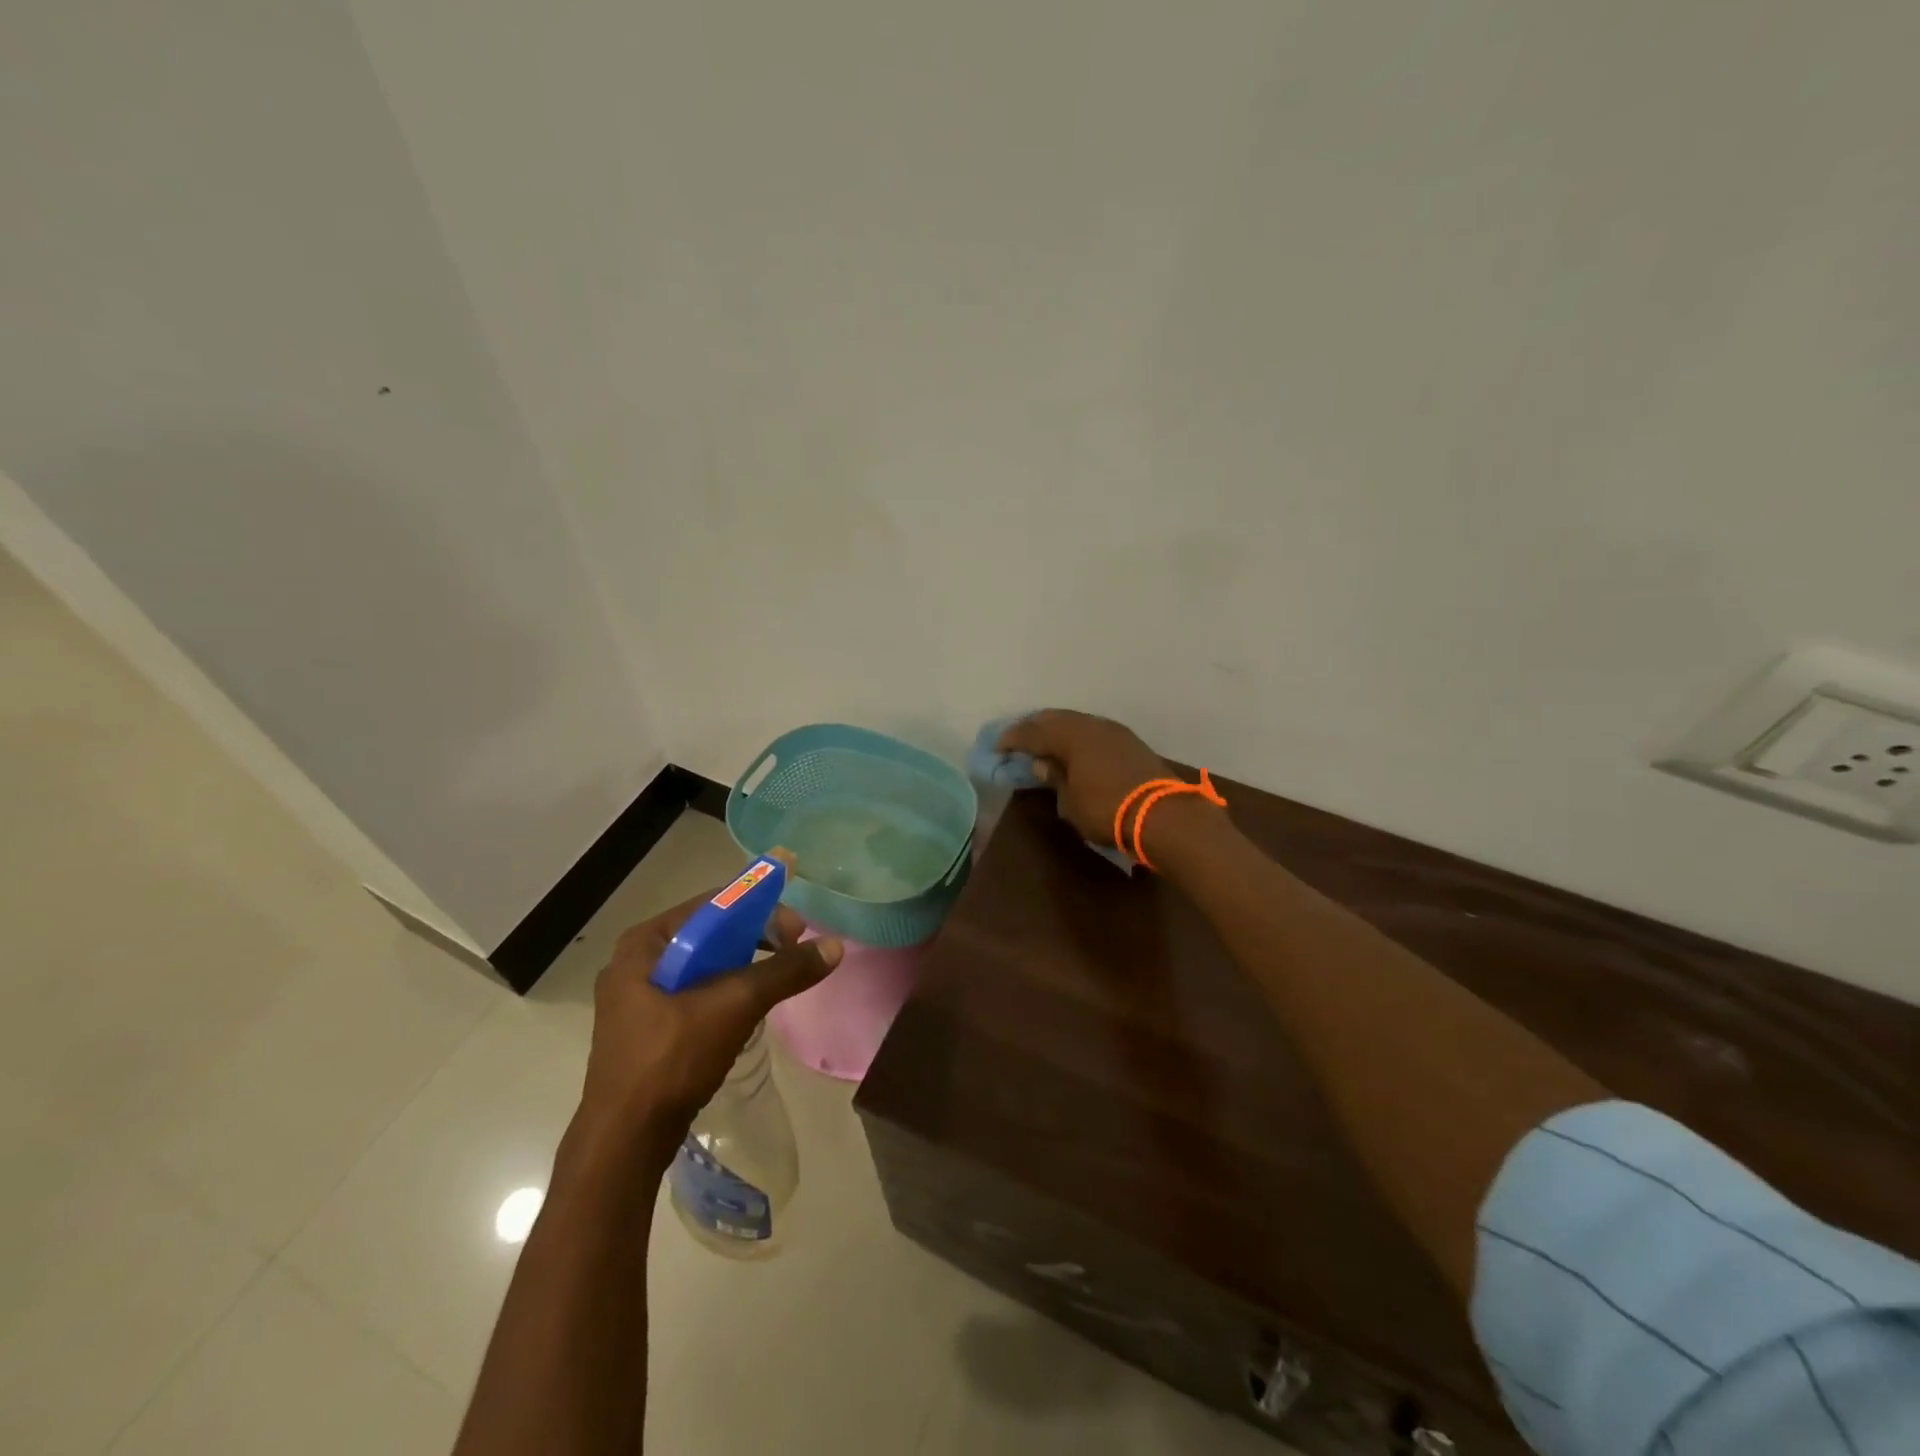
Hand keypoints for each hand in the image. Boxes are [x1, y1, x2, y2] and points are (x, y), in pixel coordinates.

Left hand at [575, 893, 841, 1156]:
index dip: (759, 910)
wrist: (624, 1142)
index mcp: (644, 944)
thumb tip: (834, 946)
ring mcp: (637, 999)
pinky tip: (748, 1010)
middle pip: (709, 934)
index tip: (797, 931)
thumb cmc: (671, 1059)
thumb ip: (784, 972)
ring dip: (743, 967)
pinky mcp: (647, 1030)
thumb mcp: (734, 1006)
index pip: (712, 906)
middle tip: (792, 953)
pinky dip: (725, 992)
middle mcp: (636, 963)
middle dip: (755, 939)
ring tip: (776, 980)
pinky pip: (695, 994)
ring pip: (704, 966)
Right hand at [997, 710, 1174, 847]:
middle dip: (1034, 727)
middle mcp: (1090, 725)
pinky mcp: (1131, 742)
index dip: (1012, 739)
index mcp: (1070, 736)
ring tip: (1045, 741)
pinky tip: (1075, 747)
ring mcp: (1114, 731)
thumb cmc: (1107, 810)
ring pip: (1077, 722)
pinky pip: (1094, 731)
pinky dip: (1078, 736)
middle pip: (1055, 719)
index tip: (997, 747)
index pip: (1032, 732)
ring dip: (1058, 729)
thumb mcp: (1070, 802)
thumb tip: (1043, 765)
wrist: (1163, 815)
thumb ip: (1055, 780)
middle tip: (1019, 738)